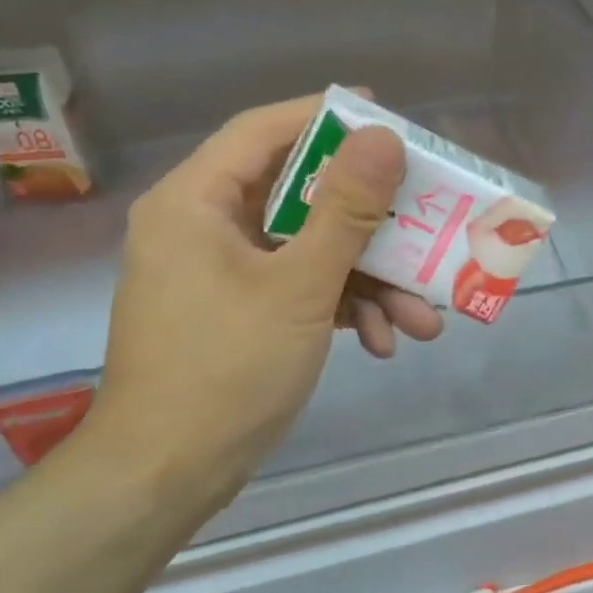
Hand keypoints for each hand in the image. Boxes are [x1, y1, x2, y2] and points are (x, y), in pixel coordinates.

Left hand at [79, 95, 443, 507]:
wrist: (168, 476)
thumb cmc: (228, 370)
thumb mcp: (300, 286)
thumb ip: (345, 209)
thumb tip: (383, 137)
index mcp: (197, 202)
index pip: (264, 131)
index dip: (326, 116)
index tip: (386, 116)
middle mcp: (204, 227)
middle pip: (299, 196)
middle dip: (370, 224)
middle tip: (424, 217)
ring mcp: (222, 273)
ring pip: (309, 251)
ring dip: (369, 281)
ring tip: (423, 317)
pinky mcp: (239, 312)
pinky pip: (300, 289)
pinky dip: (342, 309)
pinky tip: (383, 343)